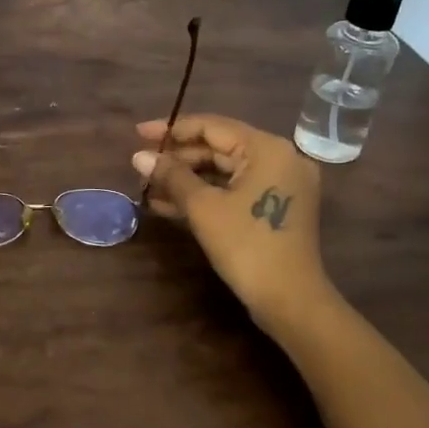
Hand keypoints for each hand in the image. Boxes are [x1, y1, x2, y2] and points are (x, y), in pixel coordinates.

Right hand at [132, 114, 334, 335]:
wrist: (290, 301)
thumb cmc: (246, 246)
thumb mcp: (202, 207)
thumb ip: (171, 176)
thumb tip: (139, 156)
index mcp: (267, 149)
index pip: (211, 126)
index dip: (171, 129)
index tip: (138, 134)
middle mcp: (279, 158)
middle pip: (219, 147)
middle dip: (177, 158)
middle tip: (141, 165)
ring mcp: (280, 184)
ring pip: (224, 171)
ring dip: (186, 178)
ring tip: (148, 187)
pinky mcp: (276, 207)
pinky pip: (234, 189)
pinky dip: (205, 194)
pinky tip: (168, 205)